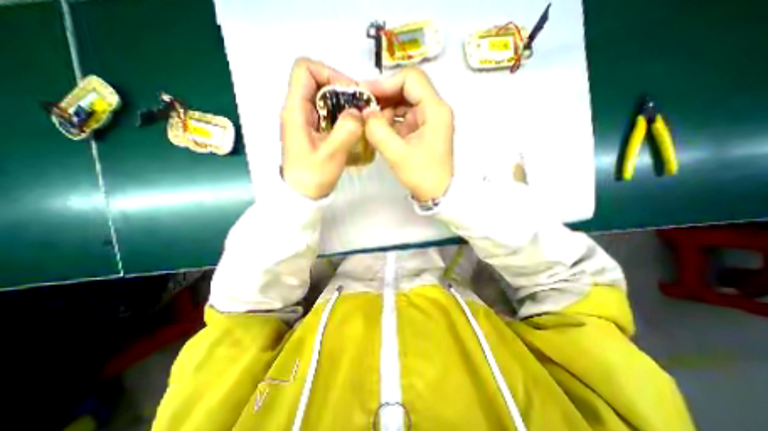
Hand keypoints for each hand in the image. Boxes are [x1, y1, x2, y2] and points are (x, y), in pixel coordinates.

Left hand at [281, 57, 363, 200]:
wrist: (300, 195)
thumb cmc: (312, 177)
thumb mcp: (331, 155)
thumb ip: (346, 131)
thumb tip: (358, 112)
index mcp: (295, 110)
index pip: (305, 69)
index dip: (329, 73)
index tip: (350, 92)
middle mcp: (297, 109)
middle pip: (317, 81)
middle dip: (341, 89)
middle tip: (360, 106)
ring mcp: (304, 120)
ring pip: (323, 97)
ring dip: (343, 103)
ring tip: (360, 118)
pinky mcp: (311, 130)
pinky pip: (327, 113)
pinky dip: (341, 115)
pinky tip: (352, 128)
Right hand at [363, 68, 453, 202]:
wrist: (438, 193)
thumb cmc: (422, 175)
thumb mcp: (397, 154)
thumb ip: (378, 130)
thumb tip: (365, 111)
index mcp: (435, 109)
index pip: (410, 79)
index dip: (385, 82)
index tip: (364, 93)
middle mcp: (435, 109)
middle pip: (407, 88)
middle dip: (384, 95)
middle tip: (363, 106)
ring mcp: (430, 119)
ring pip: (405, 102)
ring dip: (386, 109)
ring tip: (370, 121)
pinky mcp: (424, 129)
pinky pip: (406, 116)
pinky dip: (391, 120)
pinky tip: (379, 129)